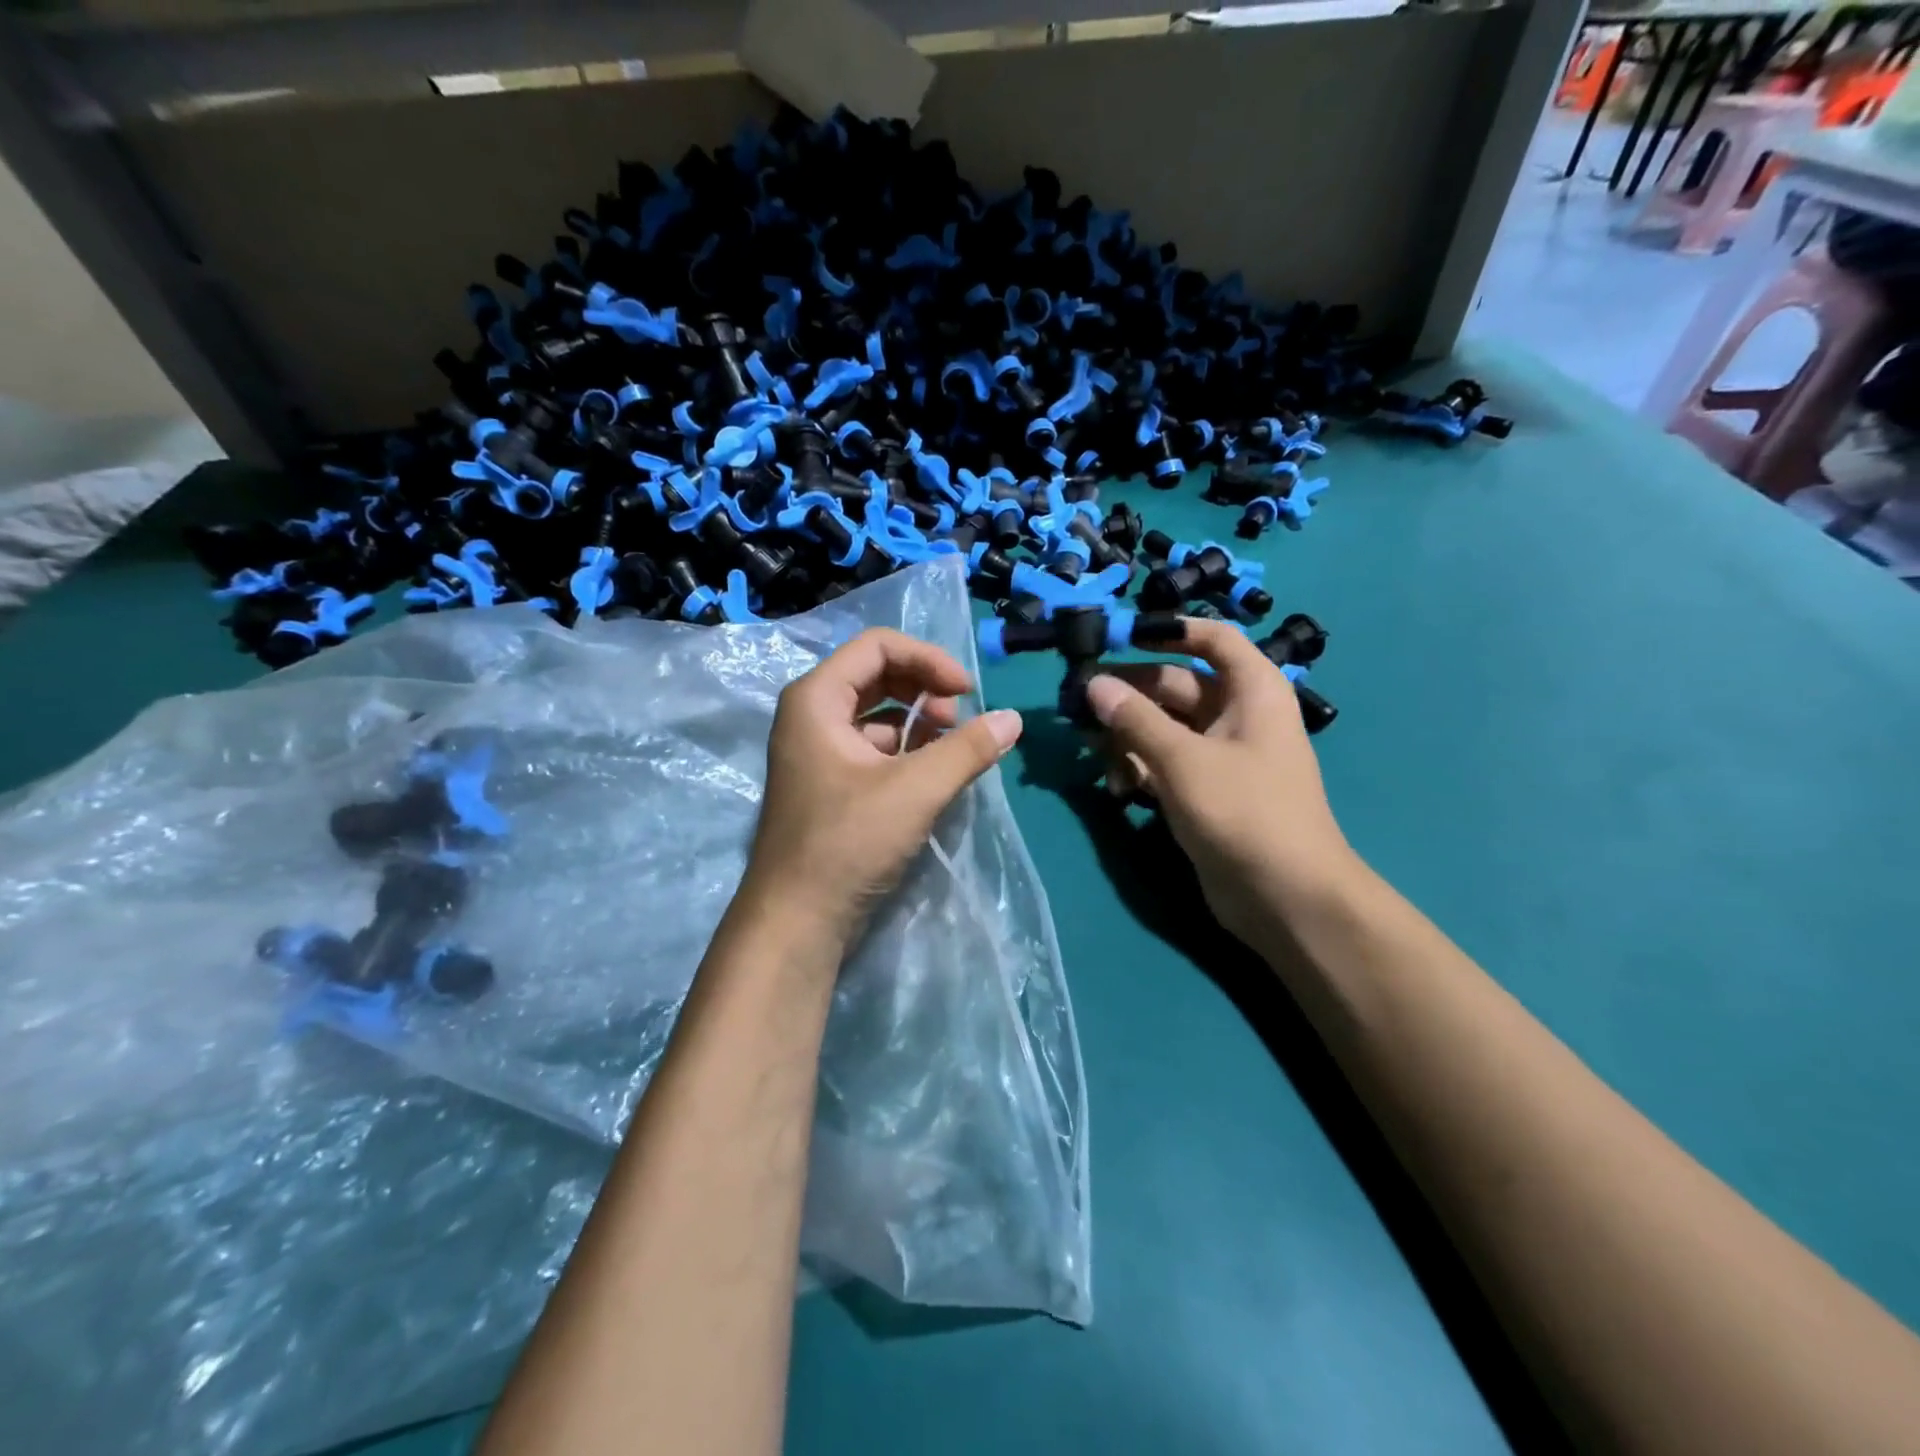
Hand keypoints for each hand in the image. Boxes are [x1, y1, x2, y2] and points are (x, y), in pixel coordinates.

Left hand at [740, 628, 1023, 945]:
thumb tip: (1013, 720)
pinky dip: (906, 750)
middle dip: (924, 688)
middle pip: (877, 674)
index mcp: (816, 699)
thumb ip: (967, 749)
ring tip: (952, 749)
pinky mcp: (829, 782)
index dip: (928, 659)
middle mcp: (811, 715)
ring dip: (918, 721)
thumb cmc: (847, 843)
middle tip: (960, 720)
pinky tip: (932, 773)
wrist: (796, 921)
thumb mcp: (915, 790)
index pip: (878, 645)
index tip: (967, 692)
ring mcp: (817, 750)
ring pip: (876, 713)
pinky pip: (872, 746)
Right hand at [1084, 618, 1358, 945]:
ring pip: (1164, 728)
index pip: (1213, 639)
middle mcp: (1237, 716)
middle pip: (1176, 686)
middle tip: (1078, 703)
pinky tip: (1116, 788)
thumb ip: (1135, 719)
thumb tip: (1094, 684)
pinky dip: (1139, 769)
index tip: (1121, 636)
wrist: (1285, 897)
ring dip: (1127, 736)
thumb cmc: (1244, 812)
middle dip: (1129, 694)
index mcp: (1252, 692)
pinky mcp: (1204, 792)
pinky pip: (1165, 764)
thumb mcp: (1184, 759)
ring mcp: (1220, 757)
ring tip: (1090, 751)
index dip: (1170, 631)